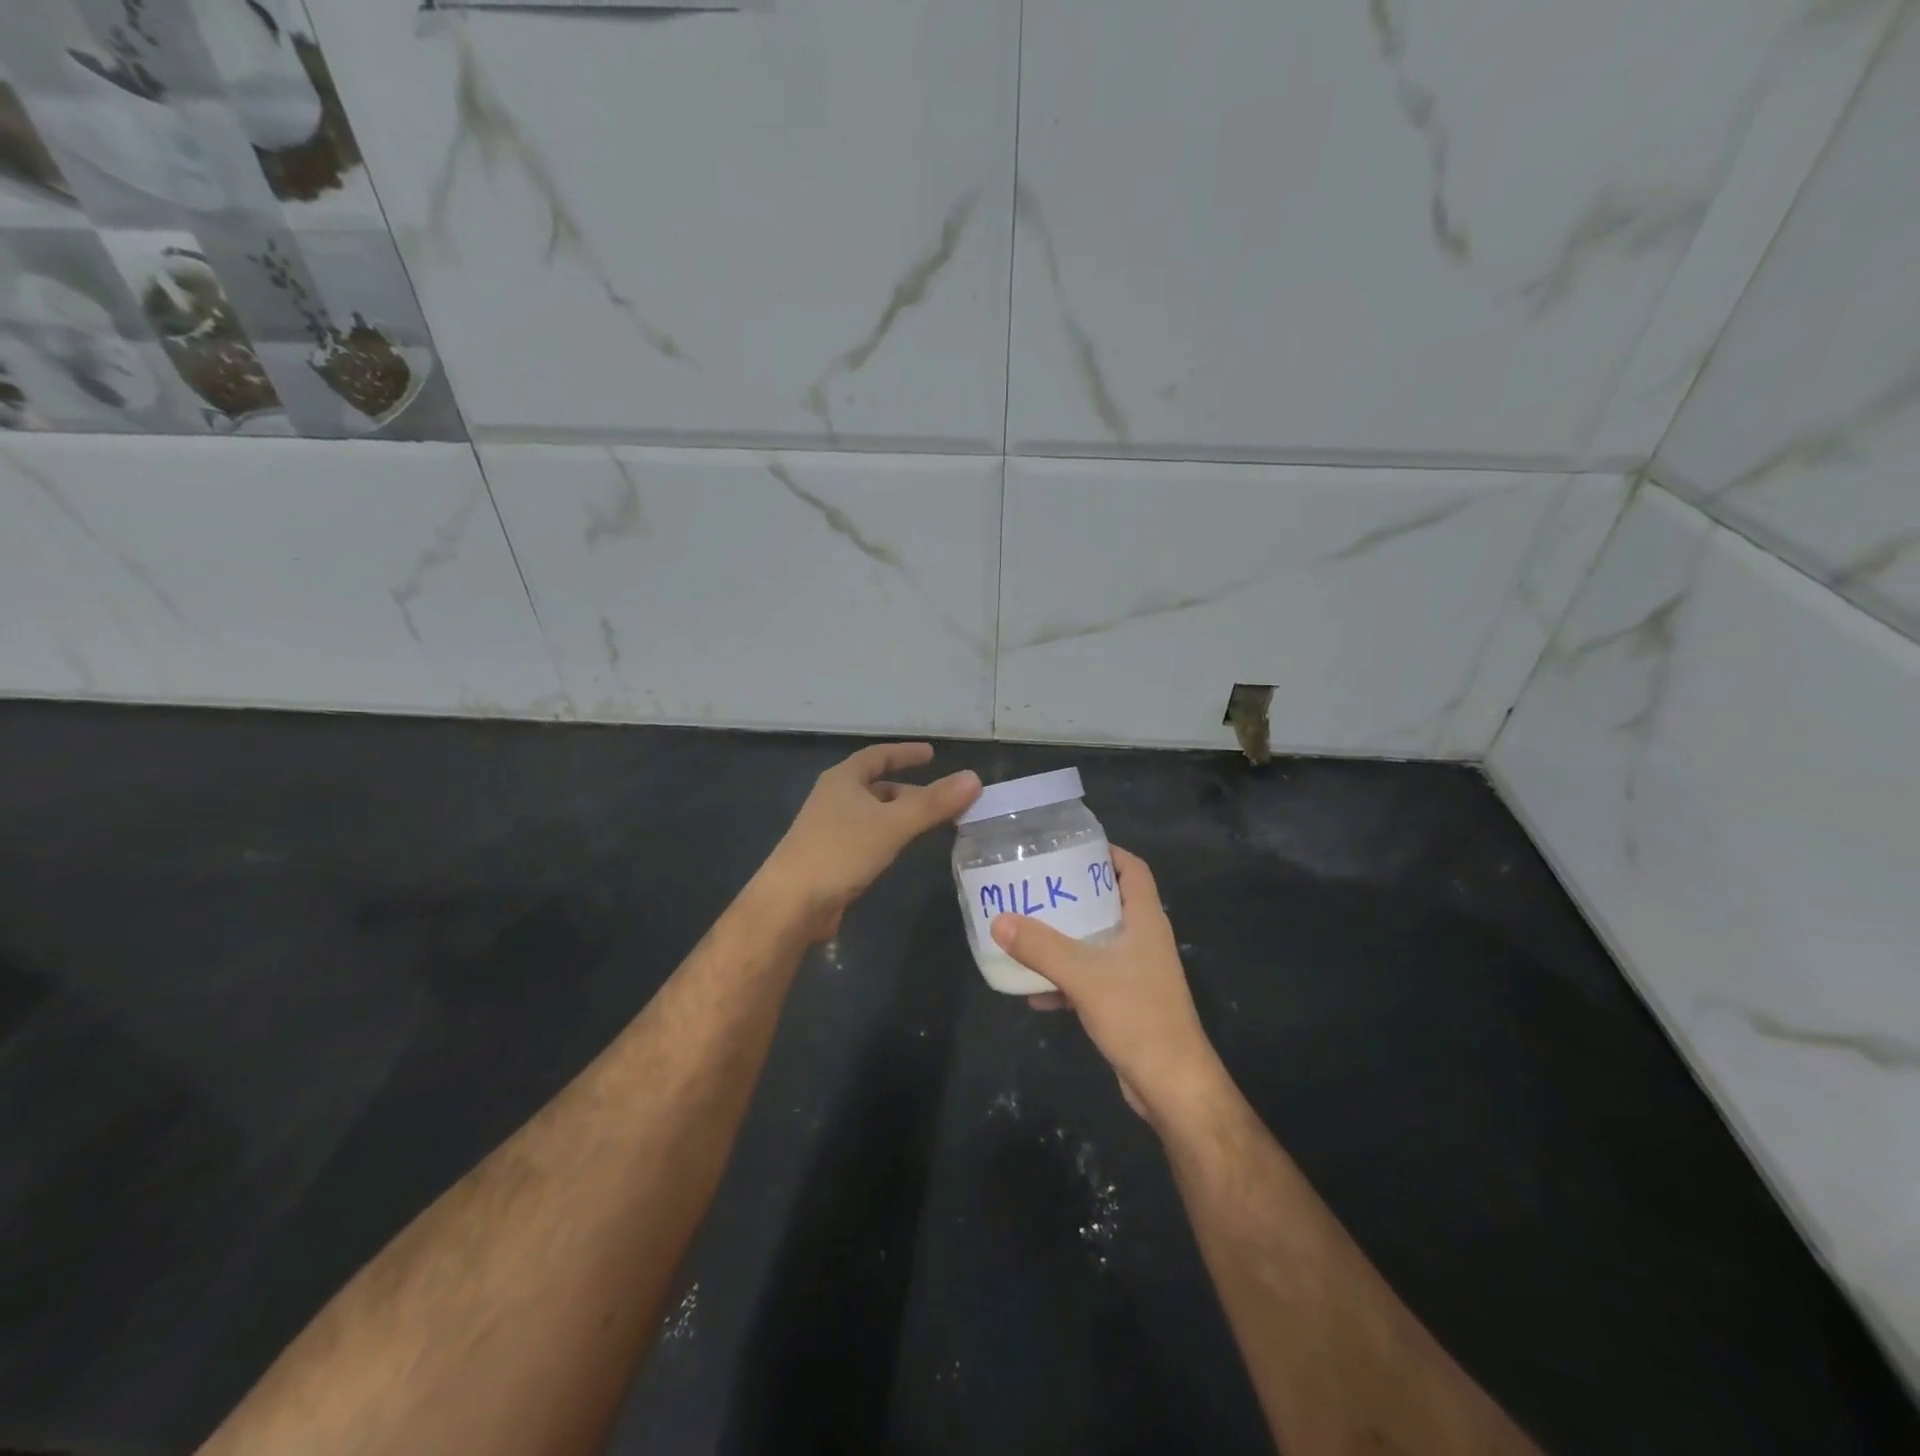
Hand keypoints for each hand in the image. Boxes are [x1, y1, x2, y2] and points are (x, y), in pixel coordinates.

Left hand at [759, 743, 980, 941]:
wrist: (791, 904)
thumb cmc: (840, 852)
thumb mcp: (892, 824)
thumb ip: (933, 803)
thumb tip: (974, 778)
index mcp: (843, 780)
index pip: (878, 756)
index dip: (905, 753)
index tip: (932, 754)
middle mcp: (834, 799)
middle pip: (877, 786)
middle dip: (910, 790)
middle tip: (944, 799)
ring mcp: (830, 830)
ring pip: (874, 814)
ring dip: (901, 815)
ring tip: (932, 824)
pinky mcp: (831, 858)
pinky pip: (868, 838)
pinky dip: (890, 837)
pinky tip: (904, 851)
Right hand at [990, 846, 1225, 1125]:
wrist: (1171, 1084)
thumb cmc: (1137, 1015)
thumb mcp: (1083, 975)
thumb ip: (1040, 947)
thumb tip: (998, 920)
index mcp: (1145, 919)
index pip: (1132, 869)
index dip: (1106, 852)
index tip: (1067, 848)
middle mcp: (1143, 939)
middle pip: (1108, 901)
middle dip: (1073, 894)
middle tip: (1035, 886)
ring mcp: (1136, 971)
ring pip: (1096, 941)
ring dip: (1065, 937)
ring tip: (1026, 930)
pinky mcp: (1125, 1001)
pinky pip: (1090, 977)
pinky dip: (1065, 978)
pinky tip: (1034, 992)